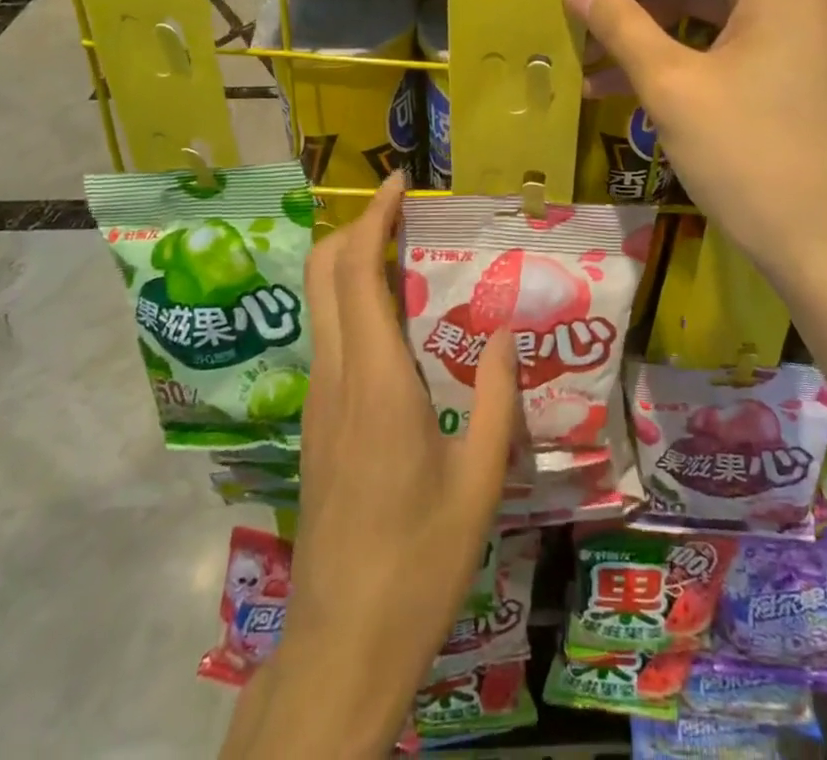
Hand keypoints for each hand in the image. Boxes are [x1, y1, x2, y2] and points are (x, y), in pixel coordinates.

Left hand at [227, 174, 516, 757]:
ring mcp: (319, 401)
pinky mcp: (316, 424)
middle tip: (403, 216)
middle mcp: (338, 377)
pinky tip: (399, 326)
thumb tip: (509, 330)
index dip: (373, 217)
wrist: (342, 642)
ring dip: (354, 265)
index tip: (399, 183)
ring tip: (410, 259)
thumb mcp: (481, 479)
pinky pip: (330, 337)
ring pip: (321, 304)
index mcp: (378, 382)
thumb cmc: (420, 561)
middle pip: (323, 273)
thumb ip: (499, 397)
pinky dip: (354, 304)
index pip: (358, 272)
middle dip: (355, 228)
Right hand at [563, 0, 826, 286]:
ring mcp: (796, 18)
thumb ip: (620, 26)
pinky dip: (674, 45)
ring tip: (587, 48)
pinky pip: (722, 30)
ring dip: (645, 17)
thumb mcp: (673, 88)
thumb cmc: (750, 158)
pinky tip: (619, 77)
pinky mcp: (789, 55)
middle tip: (577, 3)